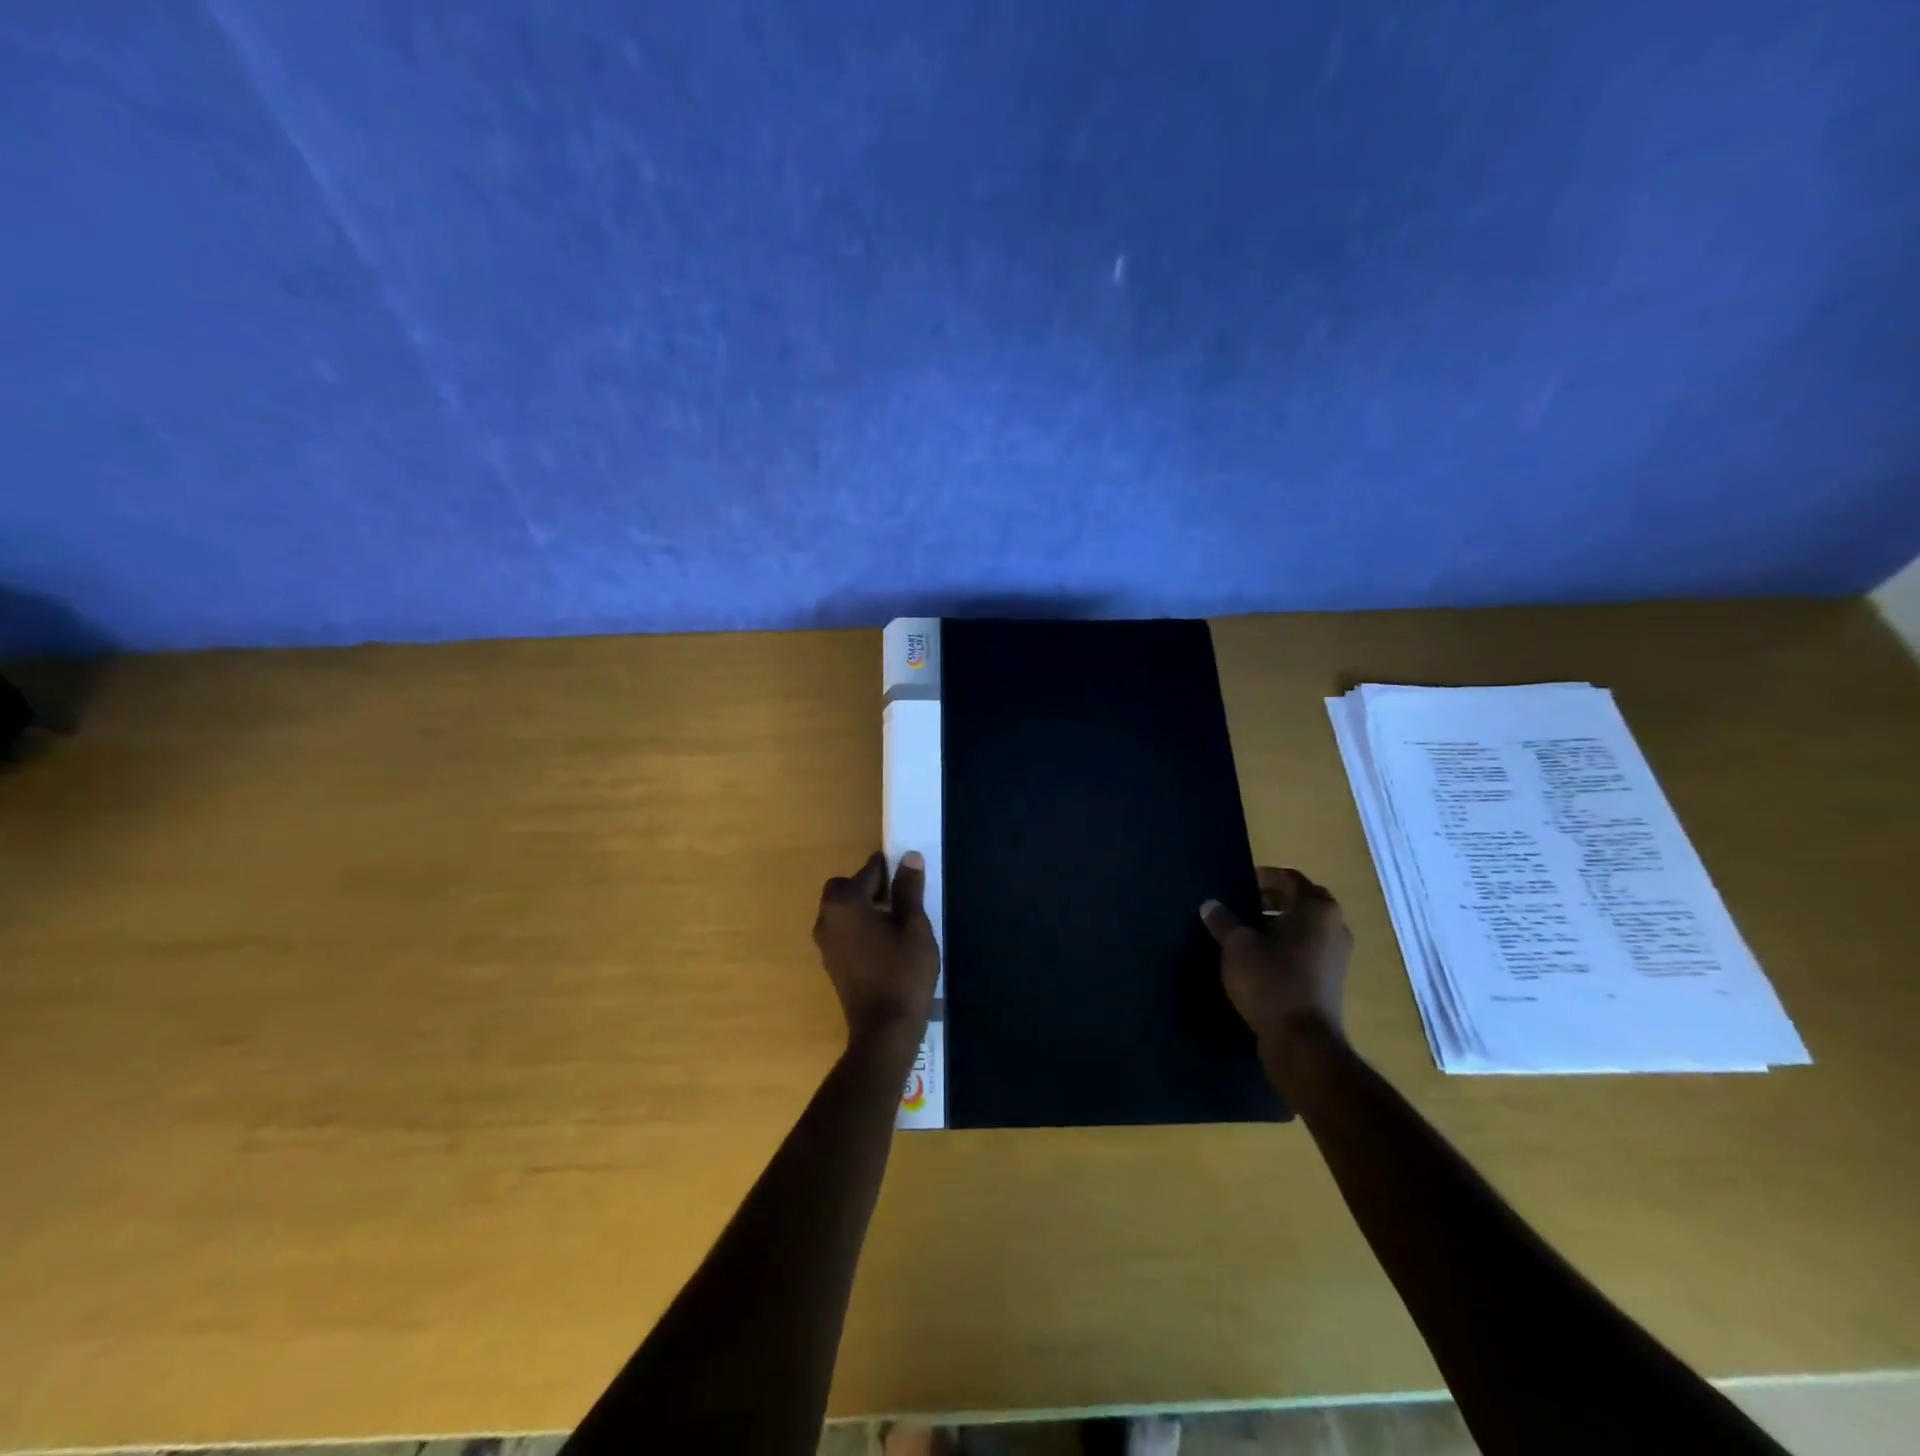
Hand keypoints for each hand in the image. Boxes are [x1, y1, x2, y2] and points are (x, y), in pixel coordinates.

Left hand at [813, 850, 940, 1055]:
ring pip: (841, 910)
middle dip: (870, 886)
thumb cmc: (903, 973)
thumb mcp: (914, 927)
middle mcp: (827, 918)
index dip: (890, 868)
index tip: (909, 873)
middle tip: (900, 897)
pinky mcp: (830, 962)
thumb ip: (909, 890)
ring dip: (863, 906)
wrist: (884, 1030)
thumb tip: (908, 857)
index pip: (869, 871)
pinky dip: (858, 926)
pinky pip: (842, 931)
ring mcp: (825, 943)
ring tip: (894, 920)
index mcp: (845, 903)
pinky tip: (883, 942)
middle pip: (845, 888)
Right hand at [1201, 867, 1351, 1049]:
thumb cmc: (1271, 981)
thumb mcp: (1237, 946)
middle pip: (1300, 901)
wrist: (1302, 1042)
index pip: (1289, 878)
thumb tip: (1211, 905)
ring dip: (1278, 924)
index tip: (1237, 885)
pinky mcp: (1331, 979)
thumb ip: (1223, 920)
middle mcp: (1334, 926)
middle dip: (1271, 900)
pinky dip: (1286, 946)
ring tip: (1245, 933)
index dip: (1262, 877)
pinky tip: (1259, 959)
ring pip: (1304, 927)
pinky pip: (1307, 949)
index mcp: (1316, 909)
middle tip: (1240, 906)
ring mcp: (1337, 954)